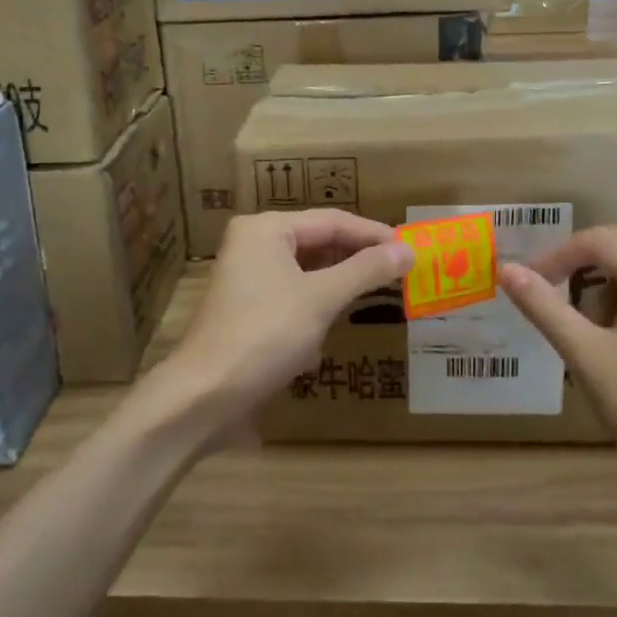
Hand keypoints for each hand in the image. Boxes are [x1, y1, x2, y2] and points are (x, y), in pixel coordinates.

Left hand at [131, 210, 414, 448]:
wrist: (205, 395)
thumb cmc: (264, 335)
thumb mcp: (321, 299)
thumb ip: (365, 271)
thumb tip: (408, 250)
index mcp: (266, 229)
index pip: (332, 221)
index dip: (374, 234)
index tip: (412, 249)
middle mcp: (254, 244)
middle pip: (318, 241)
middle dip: (358, 257)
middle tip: (401, 269)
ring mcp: (248, 278)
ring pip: (307, 270)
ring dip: (340, 281)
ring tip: (380, 289)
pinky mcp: (249, 309)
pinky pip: (294, 294)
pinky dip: (319, 302)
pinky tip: (338, 318)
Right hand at [500, 226, 616, 505]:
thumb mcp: (587, 357)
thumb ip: (545, 308)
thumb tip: (507, 270)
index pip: (599, 240)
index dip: (557, 255)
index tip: (528, 284)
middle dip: (580, 266)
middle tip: (549, 298)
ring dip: (603, 289)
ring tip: (583, 335)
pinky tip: (615, 349)